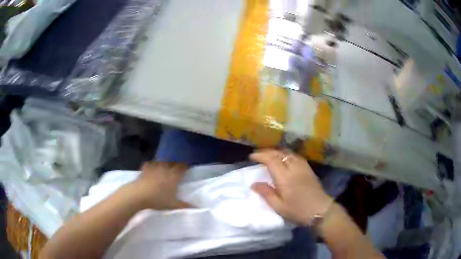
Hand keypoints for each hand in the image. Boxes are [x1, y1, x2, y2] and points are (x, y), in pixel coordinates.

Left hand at [128, 162, 189, 209]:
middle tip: (177, 169)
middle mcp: (165, 169)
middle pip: (172, 162)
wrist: (139, 195)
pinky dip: (152, 165)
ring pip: (161, 162)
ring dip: (165, 163)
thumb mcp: (173, 205)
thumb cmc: (158, 199)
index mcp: (173, 176)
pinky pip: (150, 164)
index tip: (187, 167)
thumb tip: (198, 207)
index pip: (182, 167)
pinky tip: (152, 168)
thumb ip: (185, 205)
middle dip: (175, 164)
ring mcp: (154, 167)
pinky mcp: (145, 169)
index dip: (185, 166)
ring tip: (165, 167)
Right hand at [250, 149, 332, 225]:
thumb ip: (266, 193)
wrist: (320, 210)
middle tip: (258, 155)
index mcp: (285, 177)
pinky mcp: (308, 169)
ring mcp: (303, 167)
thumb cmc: (298, 211)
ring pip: (288, 153)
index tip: (251, 157)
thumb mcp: (279, 207)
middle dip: (267, 152)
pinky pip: (295, 156)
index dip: (260, 156)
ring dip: (277, 152)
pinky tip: (284, 158)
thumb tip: (254, 184)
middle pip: (279, 153)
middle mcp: (294, 168)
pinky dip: (286, 154)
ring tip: (269, 155)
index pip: (271, 160)